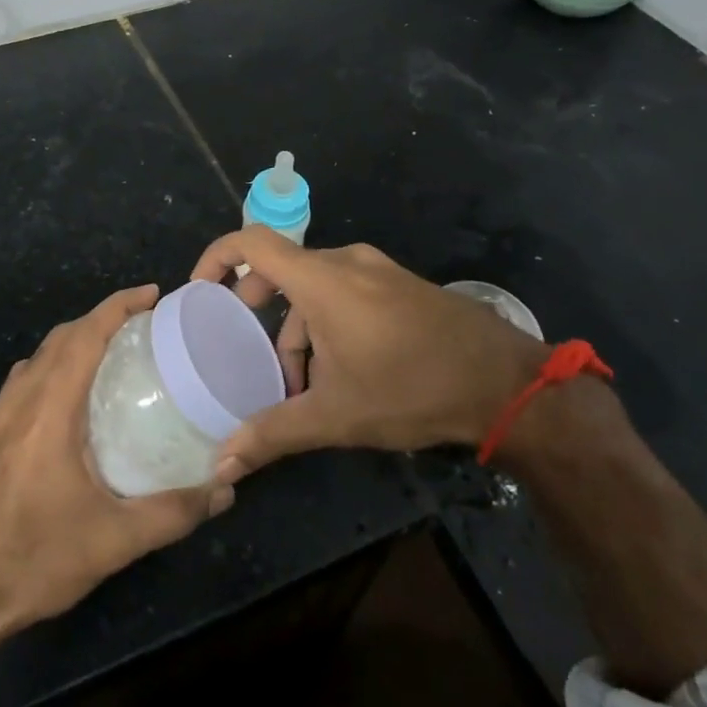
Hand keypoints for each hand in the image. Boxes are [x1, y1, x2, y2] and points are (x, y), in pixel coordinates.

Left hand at [0, 285, 232, 643]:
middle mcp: (18, 403)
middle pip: (59, 338)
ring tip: (109, 355)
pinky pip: (22, 383)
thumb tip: (225, 490)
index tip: (152, 293)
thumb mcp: (113, 541)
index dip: (118, 306)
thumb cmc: (32, 561)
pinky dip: (50, 368)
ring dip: (72, 341)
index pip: (84, 336)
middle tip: (141, 325)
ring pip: (36, 359)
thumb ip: (174, 513)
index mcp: (48, 410)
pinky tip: (68, 402)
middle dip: (100, 319)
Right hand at [189, 229, 552, 475]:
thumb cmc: (412, 388)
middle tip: (246, 348)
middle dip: (258, 308)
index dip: (217, 257)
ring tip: (301, 383)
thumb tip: (221, 465)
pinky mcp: (401, 285)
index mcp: (321, 279)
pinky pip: (347, 291)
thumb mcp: (336, 415)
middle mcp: (346, 261)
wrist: (506, 383)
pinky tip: (341, 371)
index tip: (200, 291)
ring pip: (316, 287)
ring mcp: (378, 270)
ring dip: (298, 327)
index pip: (251, 242)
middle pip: (282, 269)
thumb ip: (273, 433)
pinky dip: (328, 322)